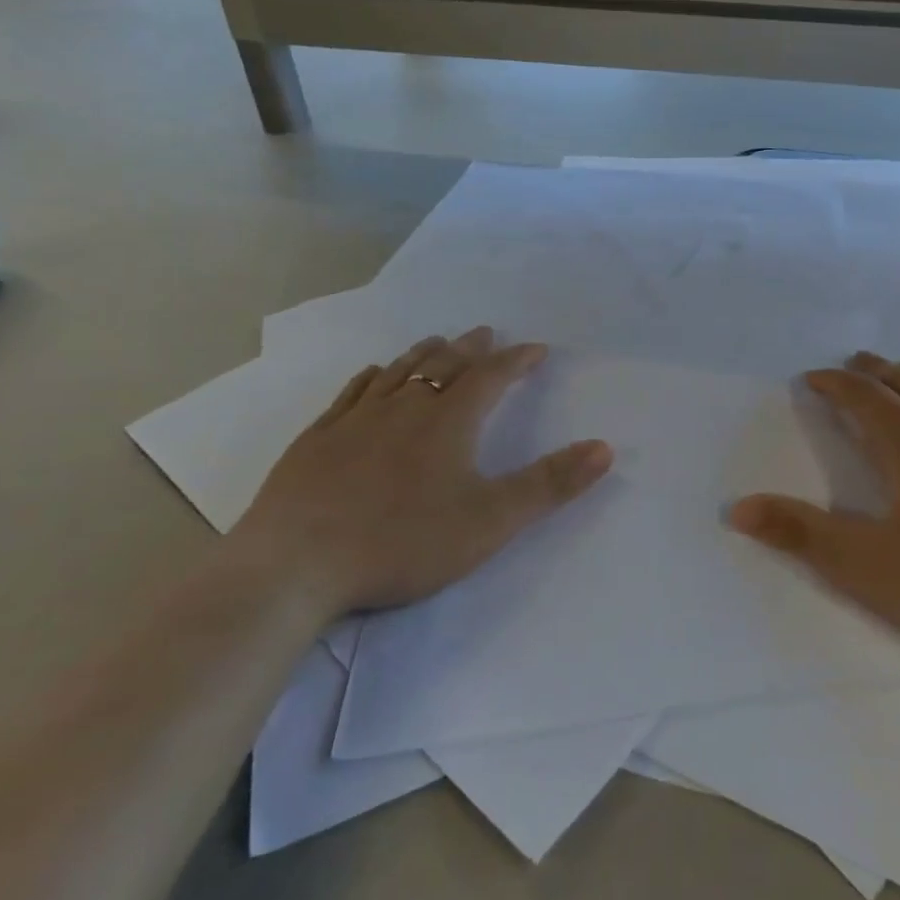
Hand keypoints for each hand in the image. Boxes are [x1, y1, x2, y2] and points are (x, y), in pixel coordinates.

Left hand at [230, 327, 614, 617]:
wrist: (294, 566)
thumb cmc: (402, 542)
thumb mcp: (491, 520)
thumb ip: (550, 484)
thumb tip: (605, 447)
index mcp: (448, 421)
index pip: (491, 376)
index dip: (517, 360)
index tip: (536, 348)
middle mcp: (404, 407)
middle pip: (444, 364)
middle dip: (471, 348)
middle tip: (486, 332)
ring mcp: (355, 420)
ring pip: (398, 371)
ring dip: (424, 353)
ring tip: (438, 342)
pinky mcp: (317, 439)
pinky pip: (353, 392)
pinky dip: (373, 377)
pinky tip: (374, 375)